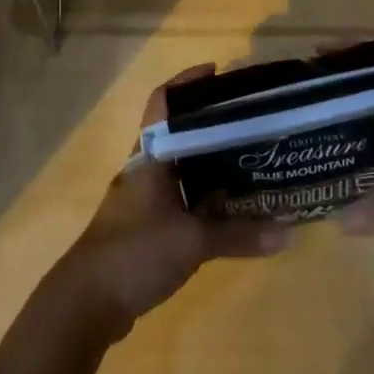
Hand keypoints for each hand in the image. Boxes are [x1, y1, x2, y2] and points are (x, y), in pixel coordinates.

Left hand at [44, 64, 285, 344]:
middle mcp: (143, 170)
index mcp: (149, 157)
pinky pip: (177, 198)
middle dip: (208, 124)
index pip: (163, 103)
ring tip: (245, 160)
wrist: (87, 300)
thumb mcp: (193, 241)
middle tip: (247, 120)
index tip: (217, 72)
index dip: (186, 82)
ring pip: (178, 168)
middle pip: (176, 133)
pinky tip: (226, 208)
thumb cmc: (136, 251)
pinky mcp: (142, 227)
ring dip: (206, 163)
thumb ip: (238, 235)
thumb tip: (287, 233)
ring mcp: (140, 199)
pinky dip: (200, 197)